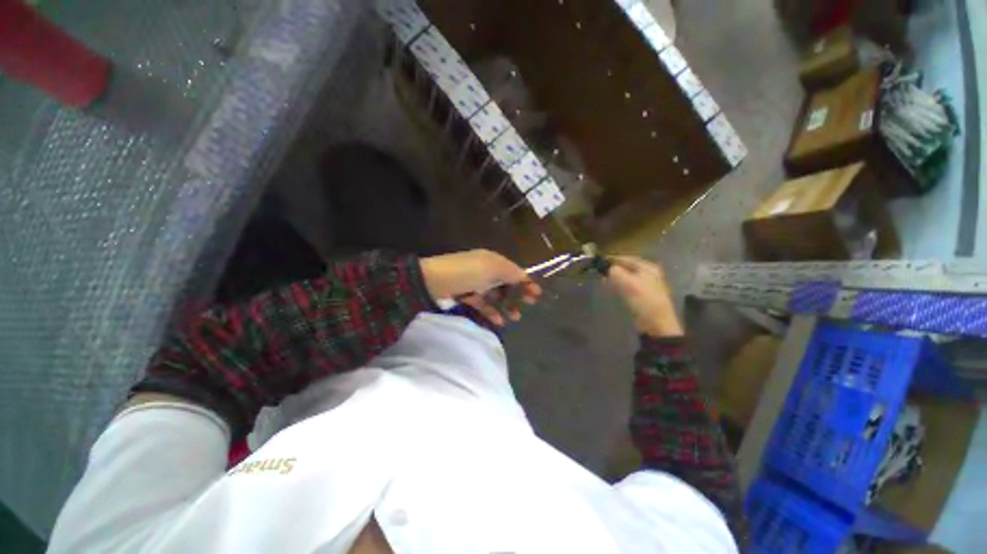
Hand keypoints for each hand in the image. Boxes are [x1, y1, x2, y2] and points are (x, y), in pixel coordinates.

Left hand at [420, 250, 540, 325]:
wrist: (432, 281)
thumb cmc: (466, 272)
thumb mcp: (491, 268)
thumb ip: (510, 272)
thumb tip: (525, 276)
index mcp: (492, 260)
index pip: (513, 270)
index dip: (525, 281)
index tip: (536, 294)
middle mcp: (484, 270)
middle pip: (506, 283)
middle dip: (518, 293)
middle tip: (529, 305)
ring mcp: (474, 284)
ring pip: (495, 295)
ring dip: (506, 305)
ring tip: (515, 318)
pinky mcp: (465, 296)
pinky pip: (482, 304)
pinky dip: (491, 312)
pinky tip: (499, 321)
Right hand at [606, 256, 683, 337]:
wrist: (656, 323)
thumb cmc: (643, 299)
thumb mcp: (627, 282)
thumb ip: (615, 271)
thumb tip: (609, 269)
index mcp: (647, 267)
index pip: (626, 258)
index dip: (612, 260)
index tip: (599, 262)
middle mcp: (649, 273)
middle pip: (626, 268)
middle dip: (613, 271)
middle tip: (600, 274)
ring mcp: (647, 285)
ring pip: (626, 278)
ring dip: (615, 279)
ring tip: (604, 282)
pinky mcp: (643, 296)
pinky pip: (628, 287)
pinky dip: (620, 287)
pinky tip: (613, 291)